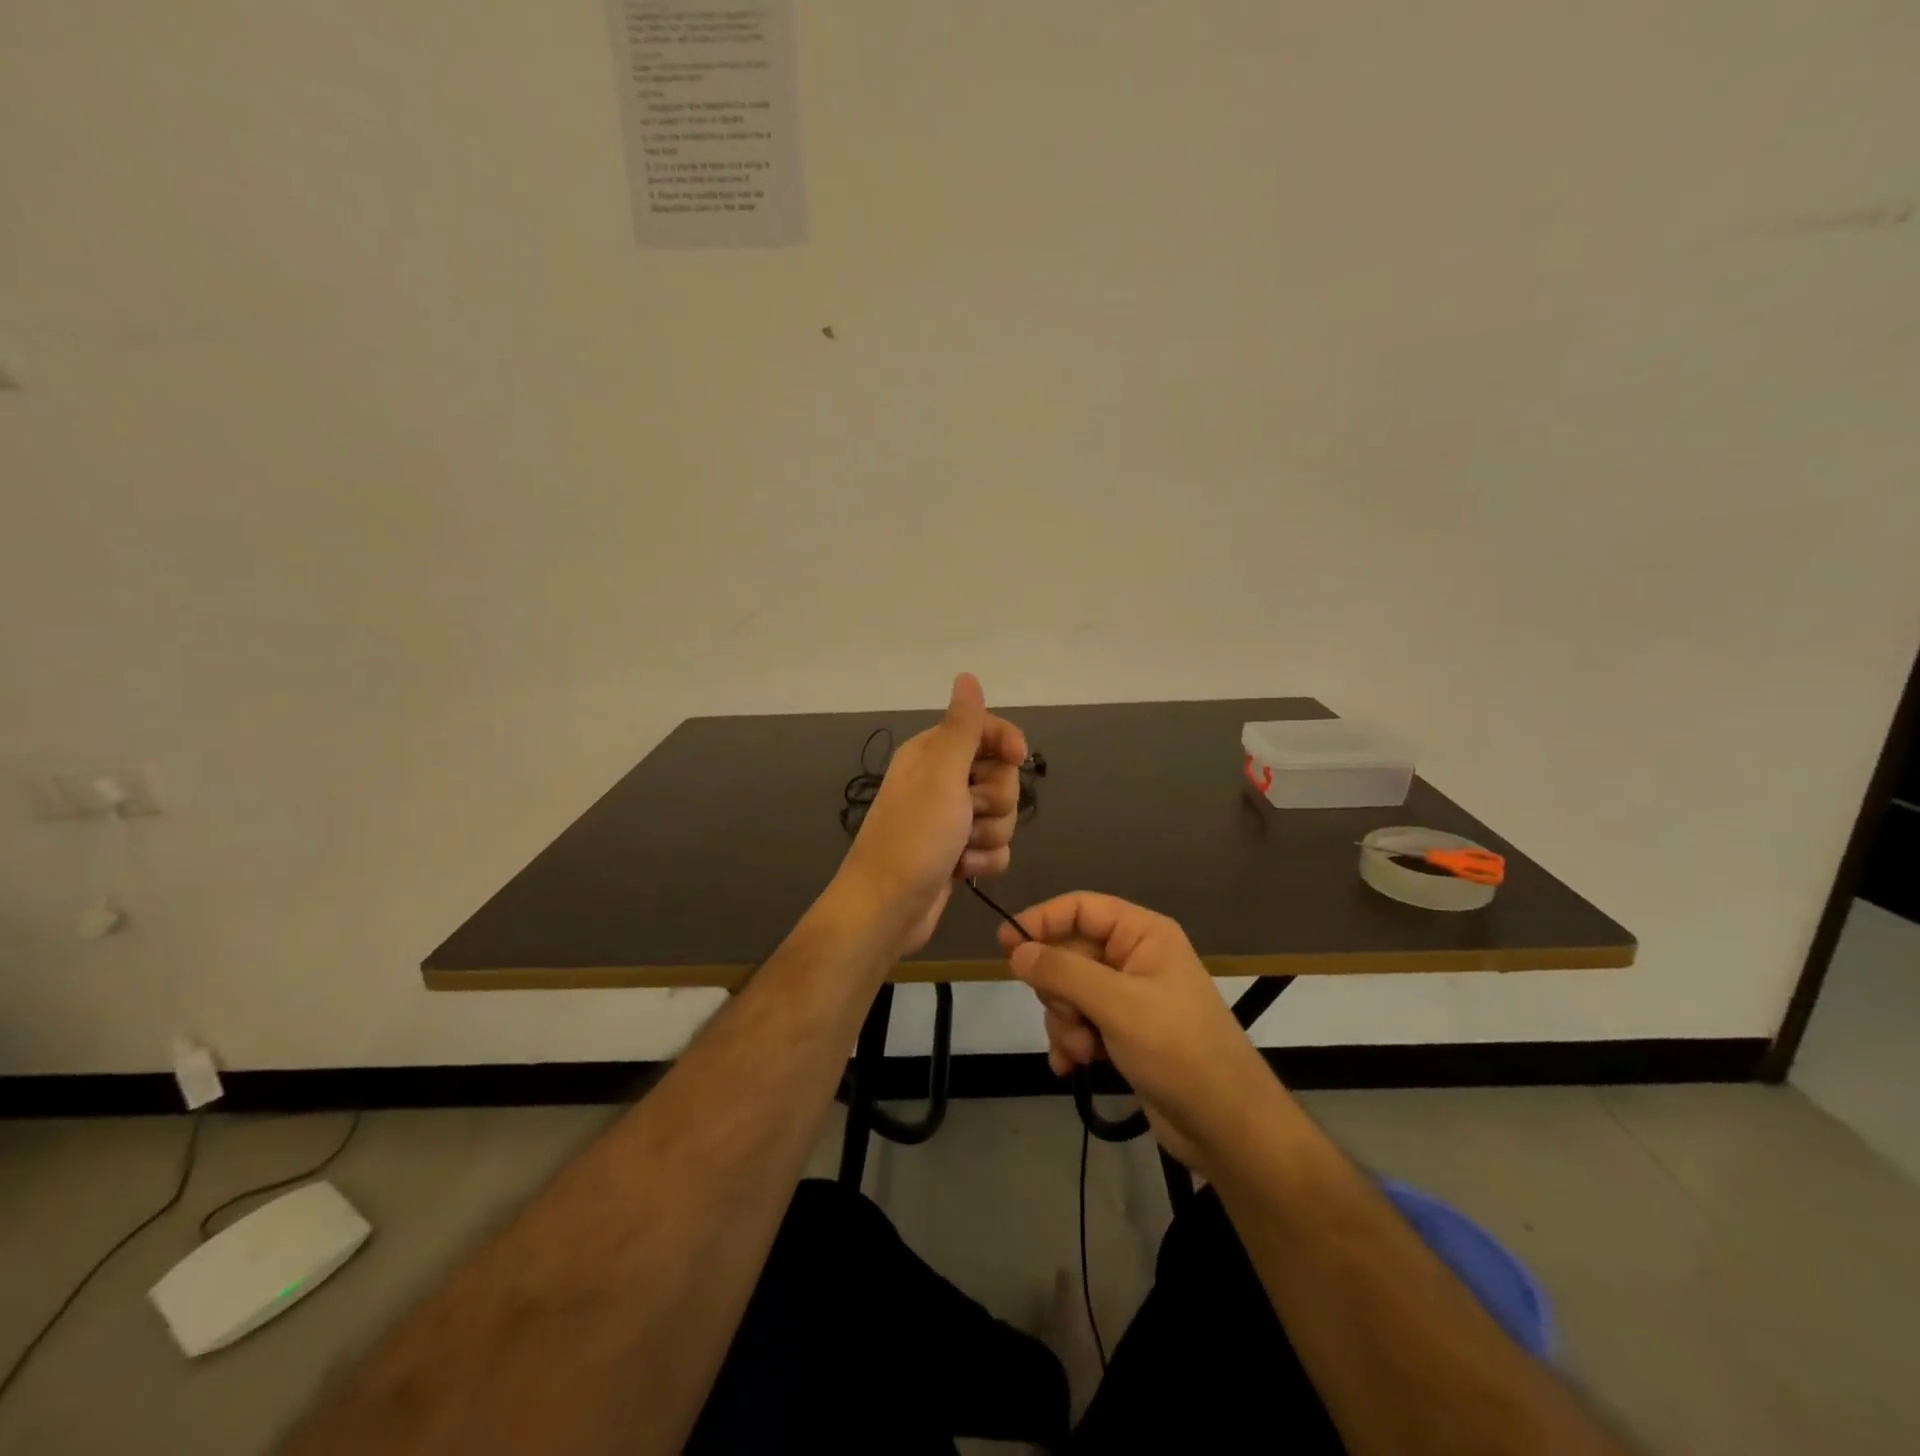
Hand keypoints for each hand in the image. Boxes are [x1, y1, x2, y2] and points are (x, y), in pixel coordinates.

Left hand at [835, 673, 1027, 955]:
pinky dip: (983, 861)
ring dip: (989, 835)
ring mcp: (950, 820)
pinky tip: (962, 871)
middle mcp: (942, 782)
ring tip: (961, 849)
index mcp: (933, 754)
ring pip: (1002, 815)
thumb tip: (966, 676)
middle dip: (996, 800)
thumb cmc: (914, 836)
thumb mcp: (941, 774)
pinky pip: (995, 848)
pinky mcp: (958, 853)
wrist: (887, 907)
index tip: (1018, 758)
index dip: (1006, 741)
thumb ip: (962, 726)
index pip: (984, 730)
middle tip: (968, 813)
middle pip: (1000, 776)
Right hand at [999, 893, 1281, 1174]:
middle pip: (1069, 952)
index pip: (1080, 908)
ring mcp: (1128, 997)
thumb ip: (1063, 972)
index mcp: (1142, 934)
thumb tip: (1016, 950)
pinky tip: (1072, 1067)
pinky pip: (1079, 1022)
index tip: (1005, 946)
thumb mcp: (1117, 1005)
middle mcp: (1134, 958)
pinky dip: (1071, 1042)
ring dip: (1065, 1022)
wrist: (1226, 1126)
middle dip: (1058, 990)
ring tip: (1084, 1051)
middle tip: (1070, 1018)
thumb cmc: (1177, 1050)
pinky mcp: (1123, 1032)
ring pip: (1069, 992)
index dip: (1041, 921)